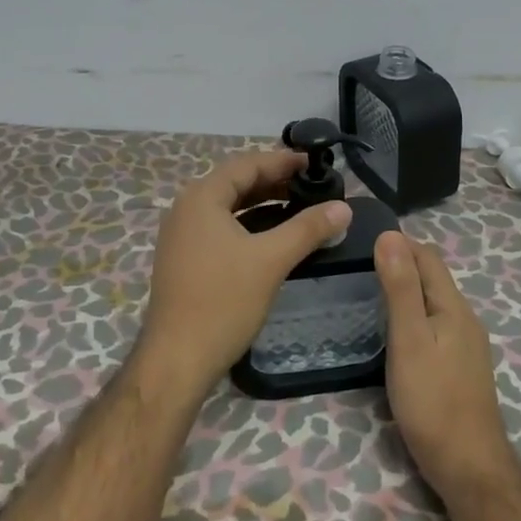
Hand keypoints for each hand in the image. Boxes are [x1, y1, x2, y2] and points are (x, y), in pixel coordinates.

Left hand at [135, 150, 352, 399]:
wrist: (177, 360)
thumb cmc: (223, 302)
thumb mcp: (271, 260)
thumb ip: (308, 228)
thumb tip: (344, 207)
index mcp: (201, 198)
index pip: (246, 165)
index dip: (281, 161)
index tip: (313, 163)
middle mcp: (186, 209)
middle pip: (235, 183)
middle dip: (273, 181)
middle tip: (311, 185)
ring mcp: (181, 236)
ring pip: (228, 207)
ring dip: (262, 203)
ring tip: (298, 207)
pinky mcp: (184, 259)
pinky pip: (220, 228)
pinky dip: (248, 224)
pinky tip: (272, 237)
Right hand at [377, 231, 515, 500]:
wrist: (470, 469)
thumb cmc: (433, 402)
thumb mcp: (409, 341)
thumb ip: (400, 288)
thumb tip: (390, 235)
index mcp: (454, 307)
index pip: (428, 256)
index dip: (399, 243)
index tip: (362, 240)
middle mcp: (465, 319)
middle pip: (433, 277)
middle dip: (402, 263)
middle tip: (360, 264)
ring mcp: (466, 345)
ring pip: (434, 302)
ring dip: (407, 289)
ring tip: (371, 292)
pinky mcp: (461, 368)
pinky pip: (436, 324)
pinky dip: (414, 315)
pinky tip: (395, 331)